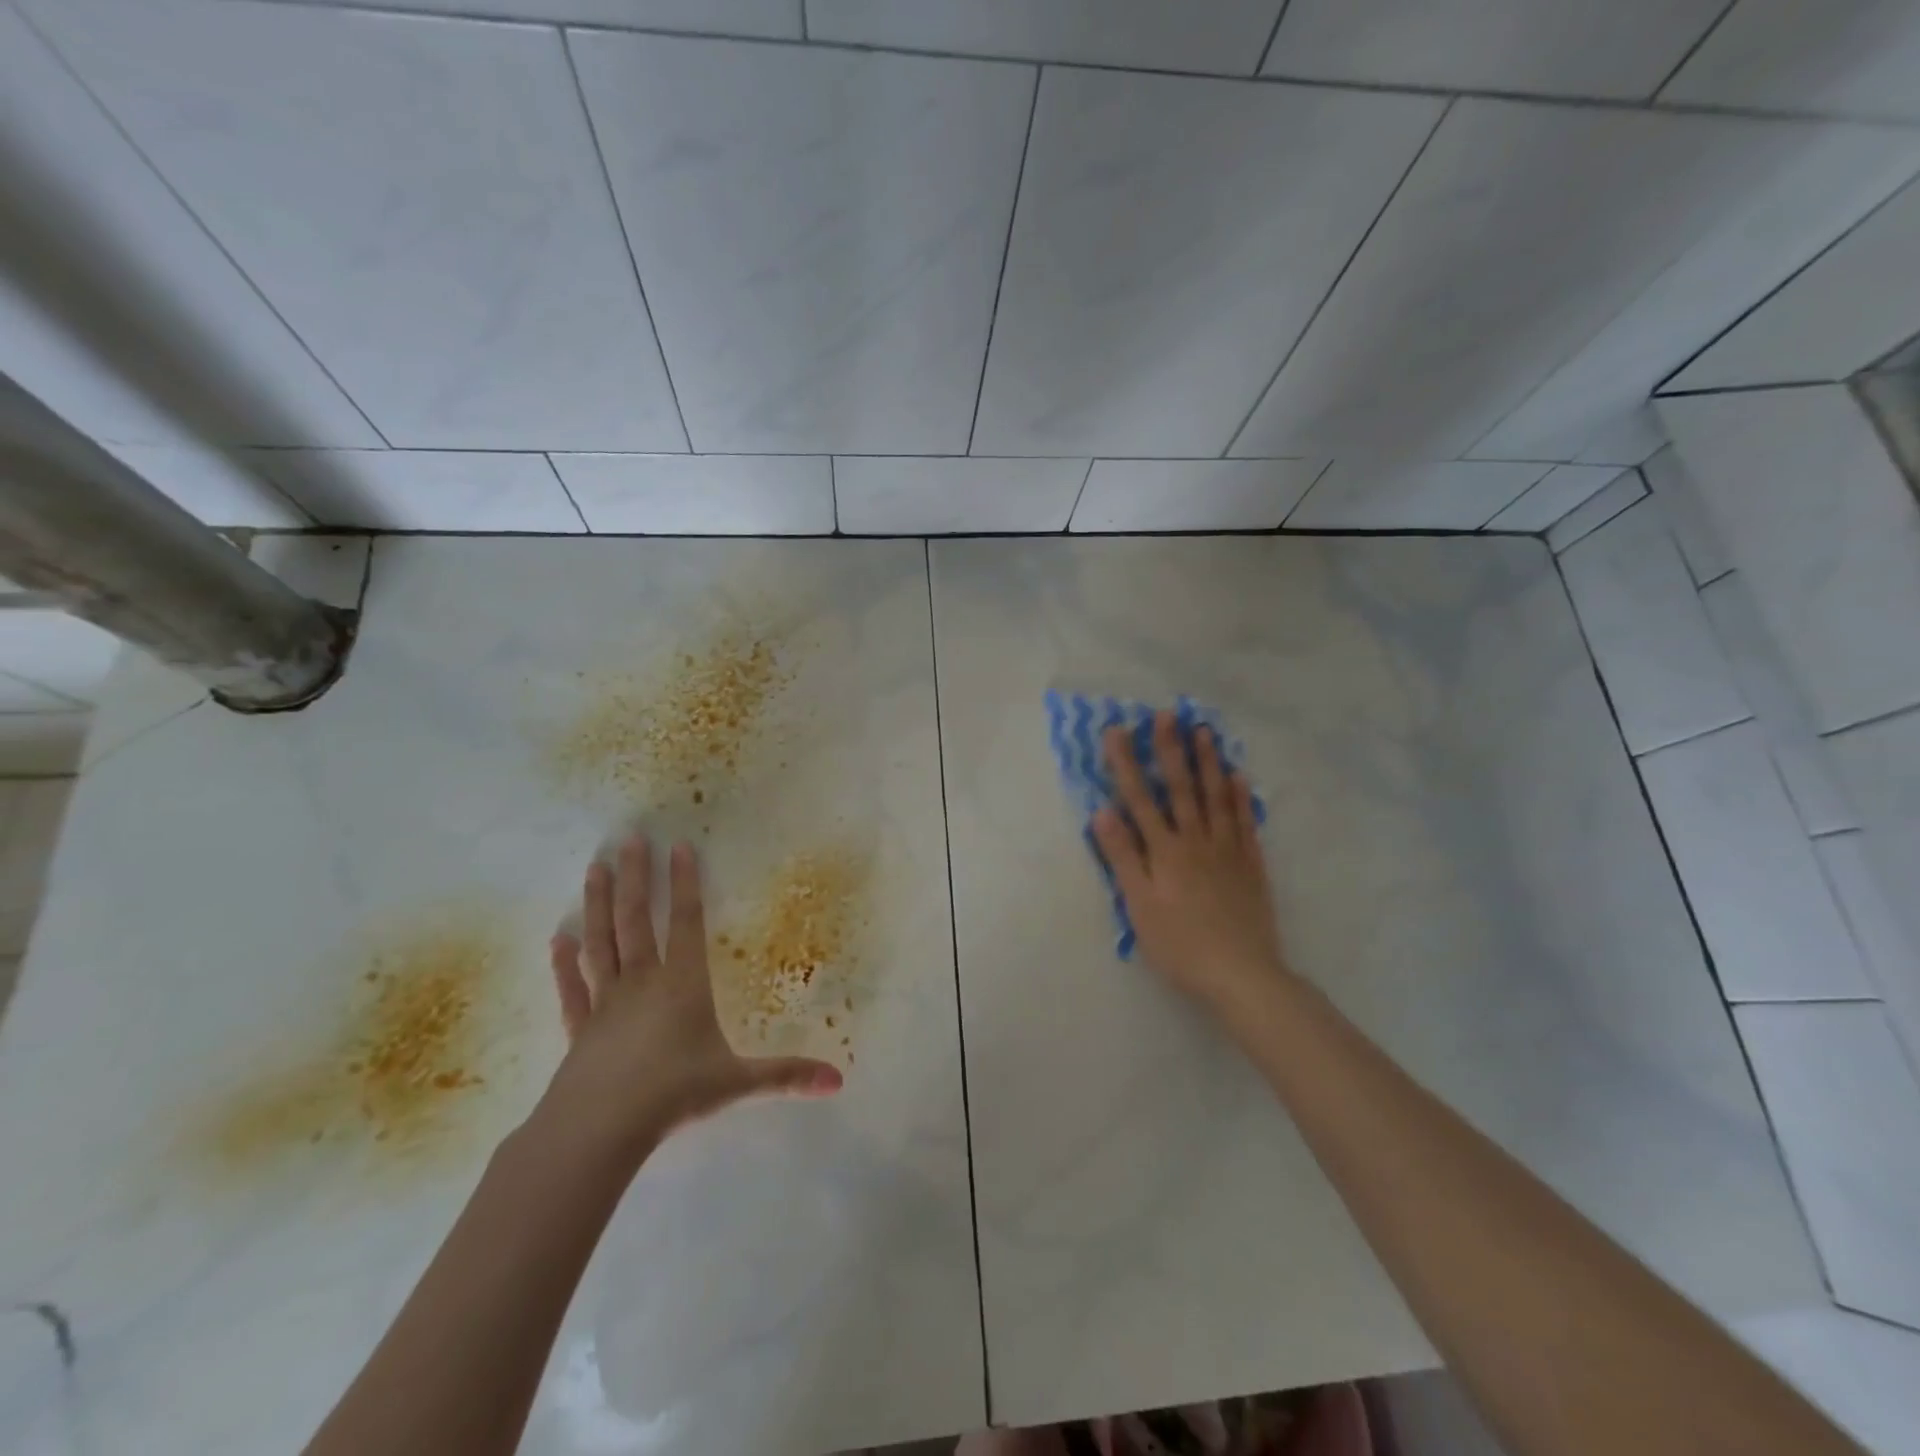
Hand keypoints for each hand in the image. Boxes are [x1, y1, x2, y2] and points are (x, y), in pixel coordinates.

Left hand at [541, 836, 842, 1161]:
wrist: (596, 1131)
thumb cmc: (672, 1095)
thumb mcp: (736, 1084)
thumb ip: (785, 1076)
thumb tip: (838, 1081)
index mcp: (682, 984)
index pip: (685, 922)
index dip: (685, 883)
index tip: (679, 846)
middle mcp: (642, 982)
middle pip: (636, 920)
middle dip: (635, 878)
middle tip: (629, 838)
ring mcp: (605, 1002)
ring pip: (601, 942)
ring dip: (597, 904)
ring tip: (593, 867)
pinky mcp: (579, 1028)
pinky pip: (571, 988)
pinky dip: (563, 964)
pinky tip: (556, 940)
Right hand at [1090, 712, 1289, 1012]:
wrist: (1241, 974)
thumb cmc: (1179, 944)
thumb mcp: (1139, 906)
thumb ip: (1122, 857)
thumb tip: (1102, 812)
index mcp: (1165, 851)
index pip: (1141, 799)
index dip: (1127, 764)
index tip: (1118, 731)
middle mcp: (1196, 841)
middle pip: (1182, 788)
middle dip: (1171, 750)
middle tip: (1167, 714)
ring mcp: (1227, 850)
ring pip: (1216, 797)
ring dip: (1208, 762)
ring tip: (1203, 732)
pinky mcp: (1251, 865)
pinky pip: (1245, 822)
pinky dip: (1240, 797)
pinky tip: (1238, 777)